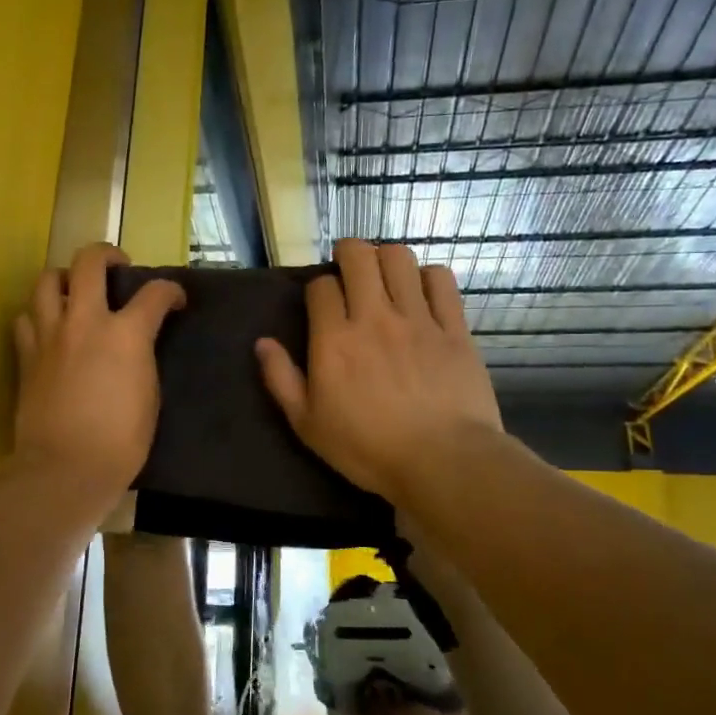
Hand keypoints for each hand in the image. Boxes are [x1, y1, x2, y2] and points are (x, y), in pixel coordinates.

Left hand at [12, 243, 184, 507]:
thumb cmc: (122, 441)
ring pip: (47, 280)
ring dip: (64, 278)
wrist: (66, 467)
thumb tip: (138, 344)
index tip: (176, 300)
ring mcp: (50, 335)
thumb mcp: (150, 394)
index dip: (171, 291)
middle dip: (107, 254)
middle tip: (116, 267)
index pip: (155, 293)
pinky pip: (25, 318)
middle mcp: (85, 321)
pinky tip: (48, 328)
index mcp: (126, 334)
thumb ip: (142, 357)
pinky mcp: (26, 355)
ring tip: (74, 291)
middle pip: (89, 261)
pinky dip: (38, 315)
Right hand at [255, 240, 499, 497]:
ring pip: (400, 258)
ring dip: (387, 258)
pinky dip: (428, 277)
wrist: (442, 462)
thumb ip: (281, 379)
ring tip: (385, 275)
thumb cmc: (367, 449)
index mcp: (334, 340)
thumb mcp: (308, 424)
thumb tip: (262, 342)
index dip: (318, 289)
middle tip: (349, 268)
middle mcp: (374, 317)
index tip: (322, 304)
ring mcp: (417, 319)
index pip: (320, 286)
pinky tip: (423, 291)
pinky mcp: (453, 327)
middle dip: (348, 253)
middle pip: (359, 256)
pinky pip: (441, 281)